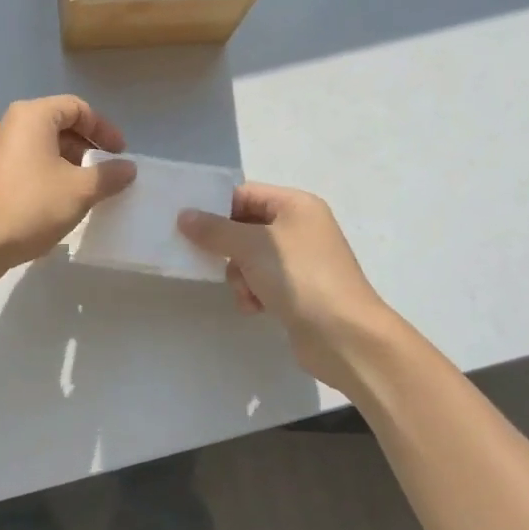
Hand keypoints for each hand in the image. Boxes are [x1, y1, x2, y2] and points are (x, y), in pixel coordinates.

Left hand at [0, 96, 135, 280]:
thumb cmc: (31, 206)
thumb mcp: (80, 191)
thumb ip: (108, 175)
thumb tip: (128, 168)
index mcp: (31, 116)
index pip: (77, 107)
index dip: (103, 128)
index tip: (119, 154)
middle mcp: (9, 124)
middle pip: (57, 124)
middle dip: (86, 146)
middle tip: (104, 172)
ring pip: (41, 145)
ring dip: (67, 162)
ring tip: (84, 190)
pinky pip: (25, 162)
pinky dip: (46, 173)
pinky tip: (57, 201)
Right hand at [177, 184, 393, 388]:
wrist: (344, 335)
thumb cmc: (299, 277)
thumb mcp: (251, 246)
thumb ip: (214, 230)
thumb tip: (184, 215)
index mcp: (296, 205)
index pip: (245, 194)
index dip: (217, 208)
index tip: (189, 226)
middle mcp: (301, 226)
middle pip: (245, 226)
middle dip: (228, 248)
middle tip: (211, 261)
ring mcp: (301, 259)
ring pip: (250, 257)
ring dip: (240, 275)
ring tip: (246, 292)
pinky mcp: (299, 289)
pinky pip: (263, 281)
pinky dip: (254, 292)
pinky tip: (255, 308)